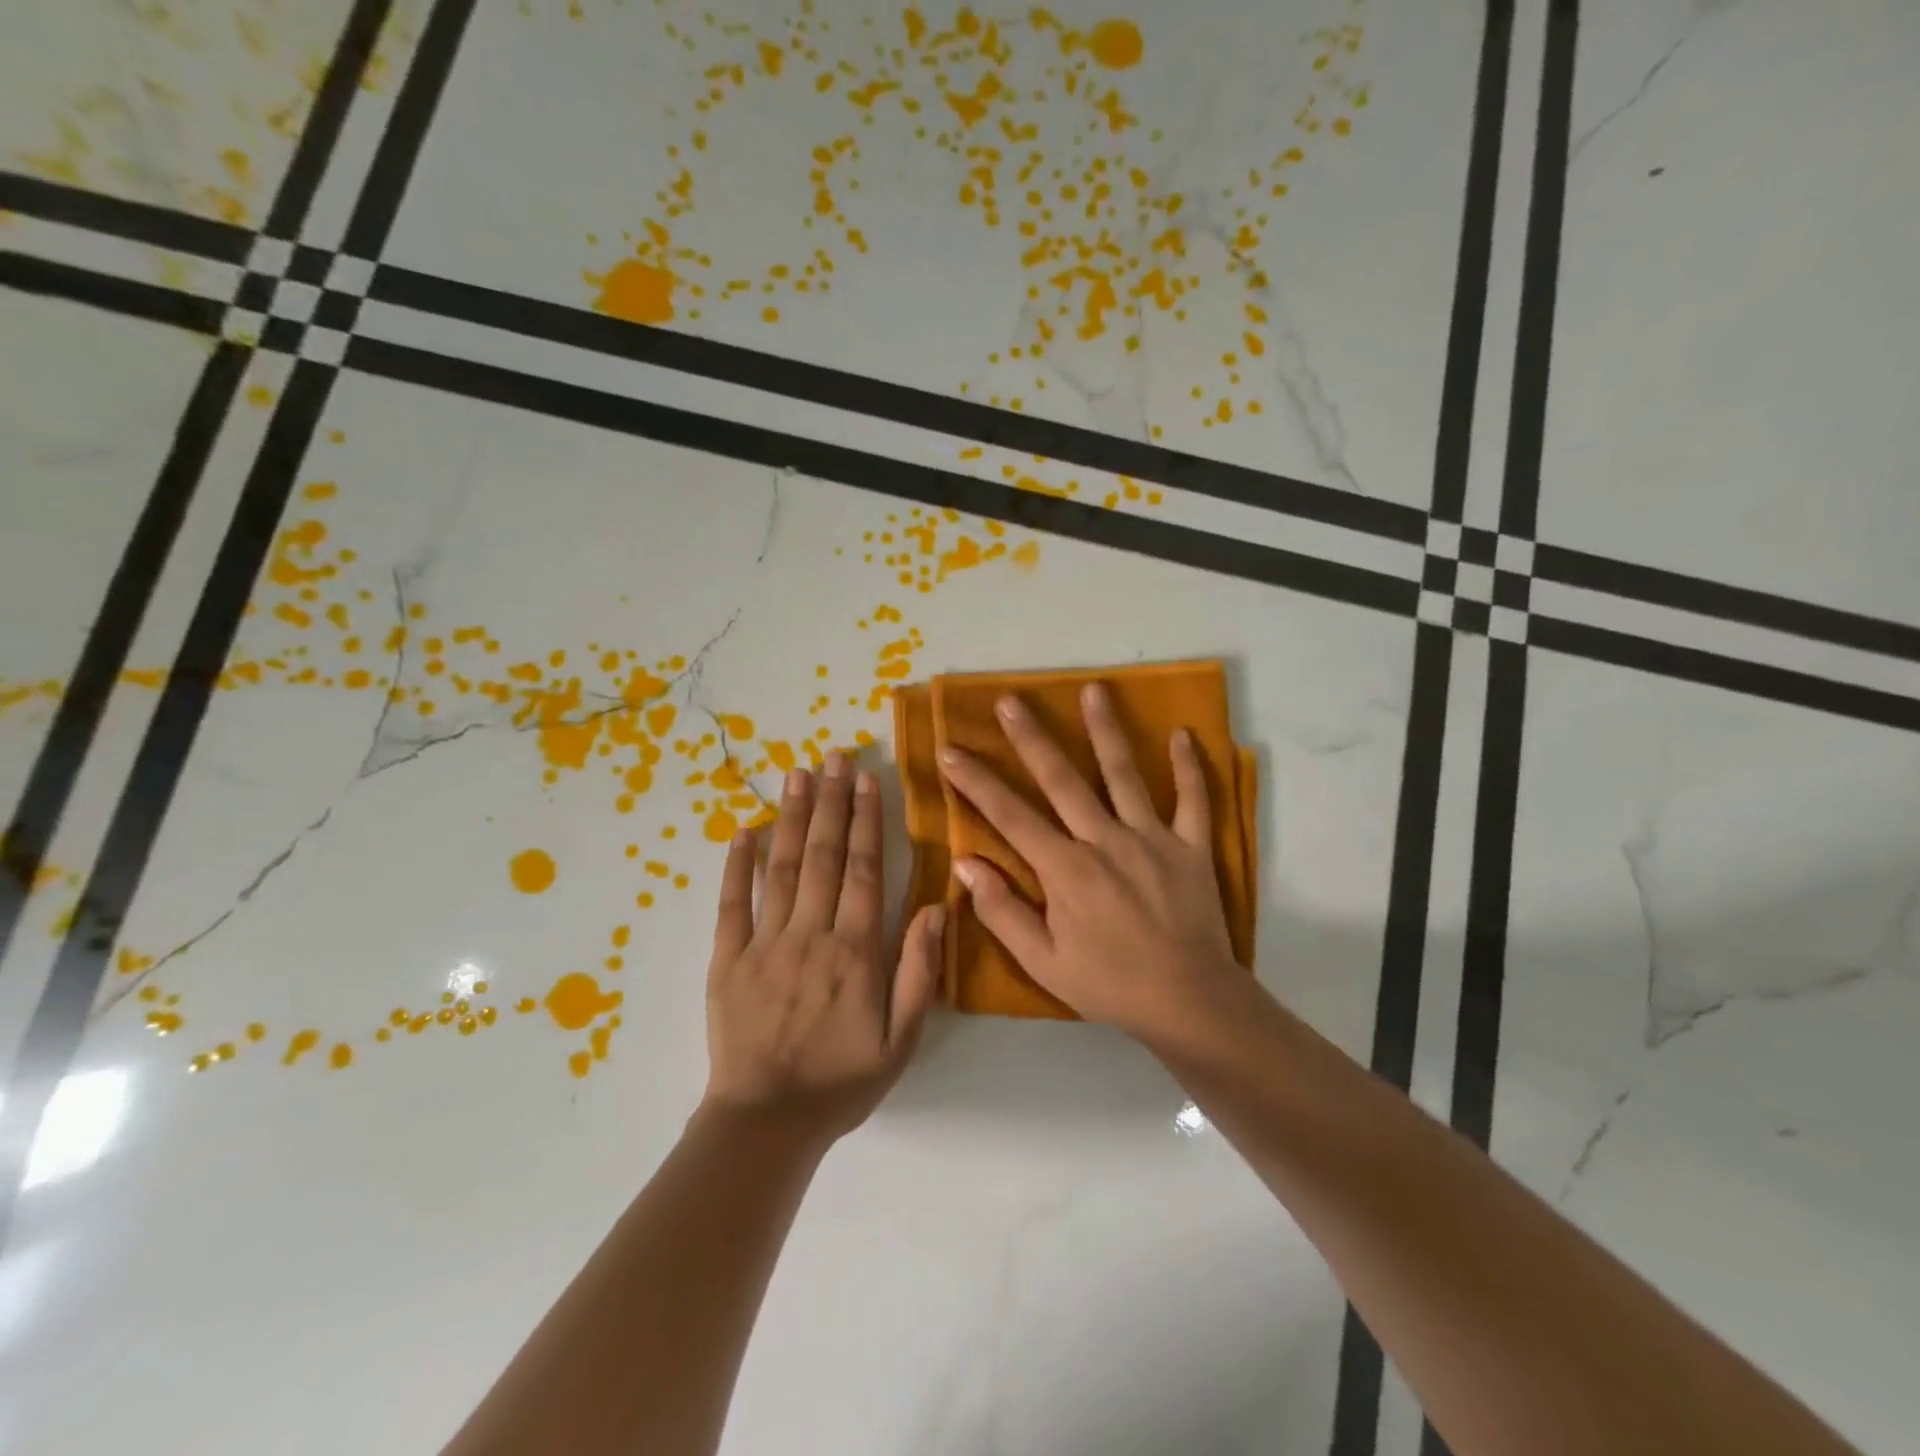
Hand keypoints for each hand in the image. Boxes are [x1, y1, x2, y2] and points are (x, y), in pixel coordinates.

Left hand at [703, 752, 942, 1144]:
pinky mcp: (727, 959)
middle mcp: (810, 934)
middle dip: (830, 801)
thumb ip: (919, 970)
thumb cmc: (842, 1081)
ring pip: (781, 867)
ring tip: (797, 774)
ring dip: (790, 817)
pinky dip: (737, 865)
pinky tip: (742, 829)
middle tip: (833, 756)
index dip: (866, 820)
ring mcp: (764, 943)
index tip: (867, 779)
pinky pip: (732, 904)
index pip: (862, 869)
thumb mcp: (902, 1038)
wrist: (766, 1123)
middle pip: (822, 855)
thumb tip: (934, 906)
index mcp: (854, 950)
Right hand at [939, 684, 1245, 1041]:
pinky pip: (1193, 800)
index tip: (951, 750)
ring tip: (1094, 690)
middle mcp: (1105, 841)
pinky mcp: (1191, 847)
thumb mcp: (1043, 962)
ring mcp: (1152, 838)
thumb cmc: (1108, 984)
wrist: (1189, 1002)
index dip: (977, 782)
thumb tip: (965, 864)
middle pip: (1062, 780)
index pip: (1011, 816)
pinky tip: (1183, 733)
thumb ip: (1002, 912)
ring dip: (1106, 731)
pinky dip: (1191, 767)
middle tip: (1009, 701)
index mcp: (1066, 869)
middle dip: (1030, 739)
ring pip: (1125, 775)